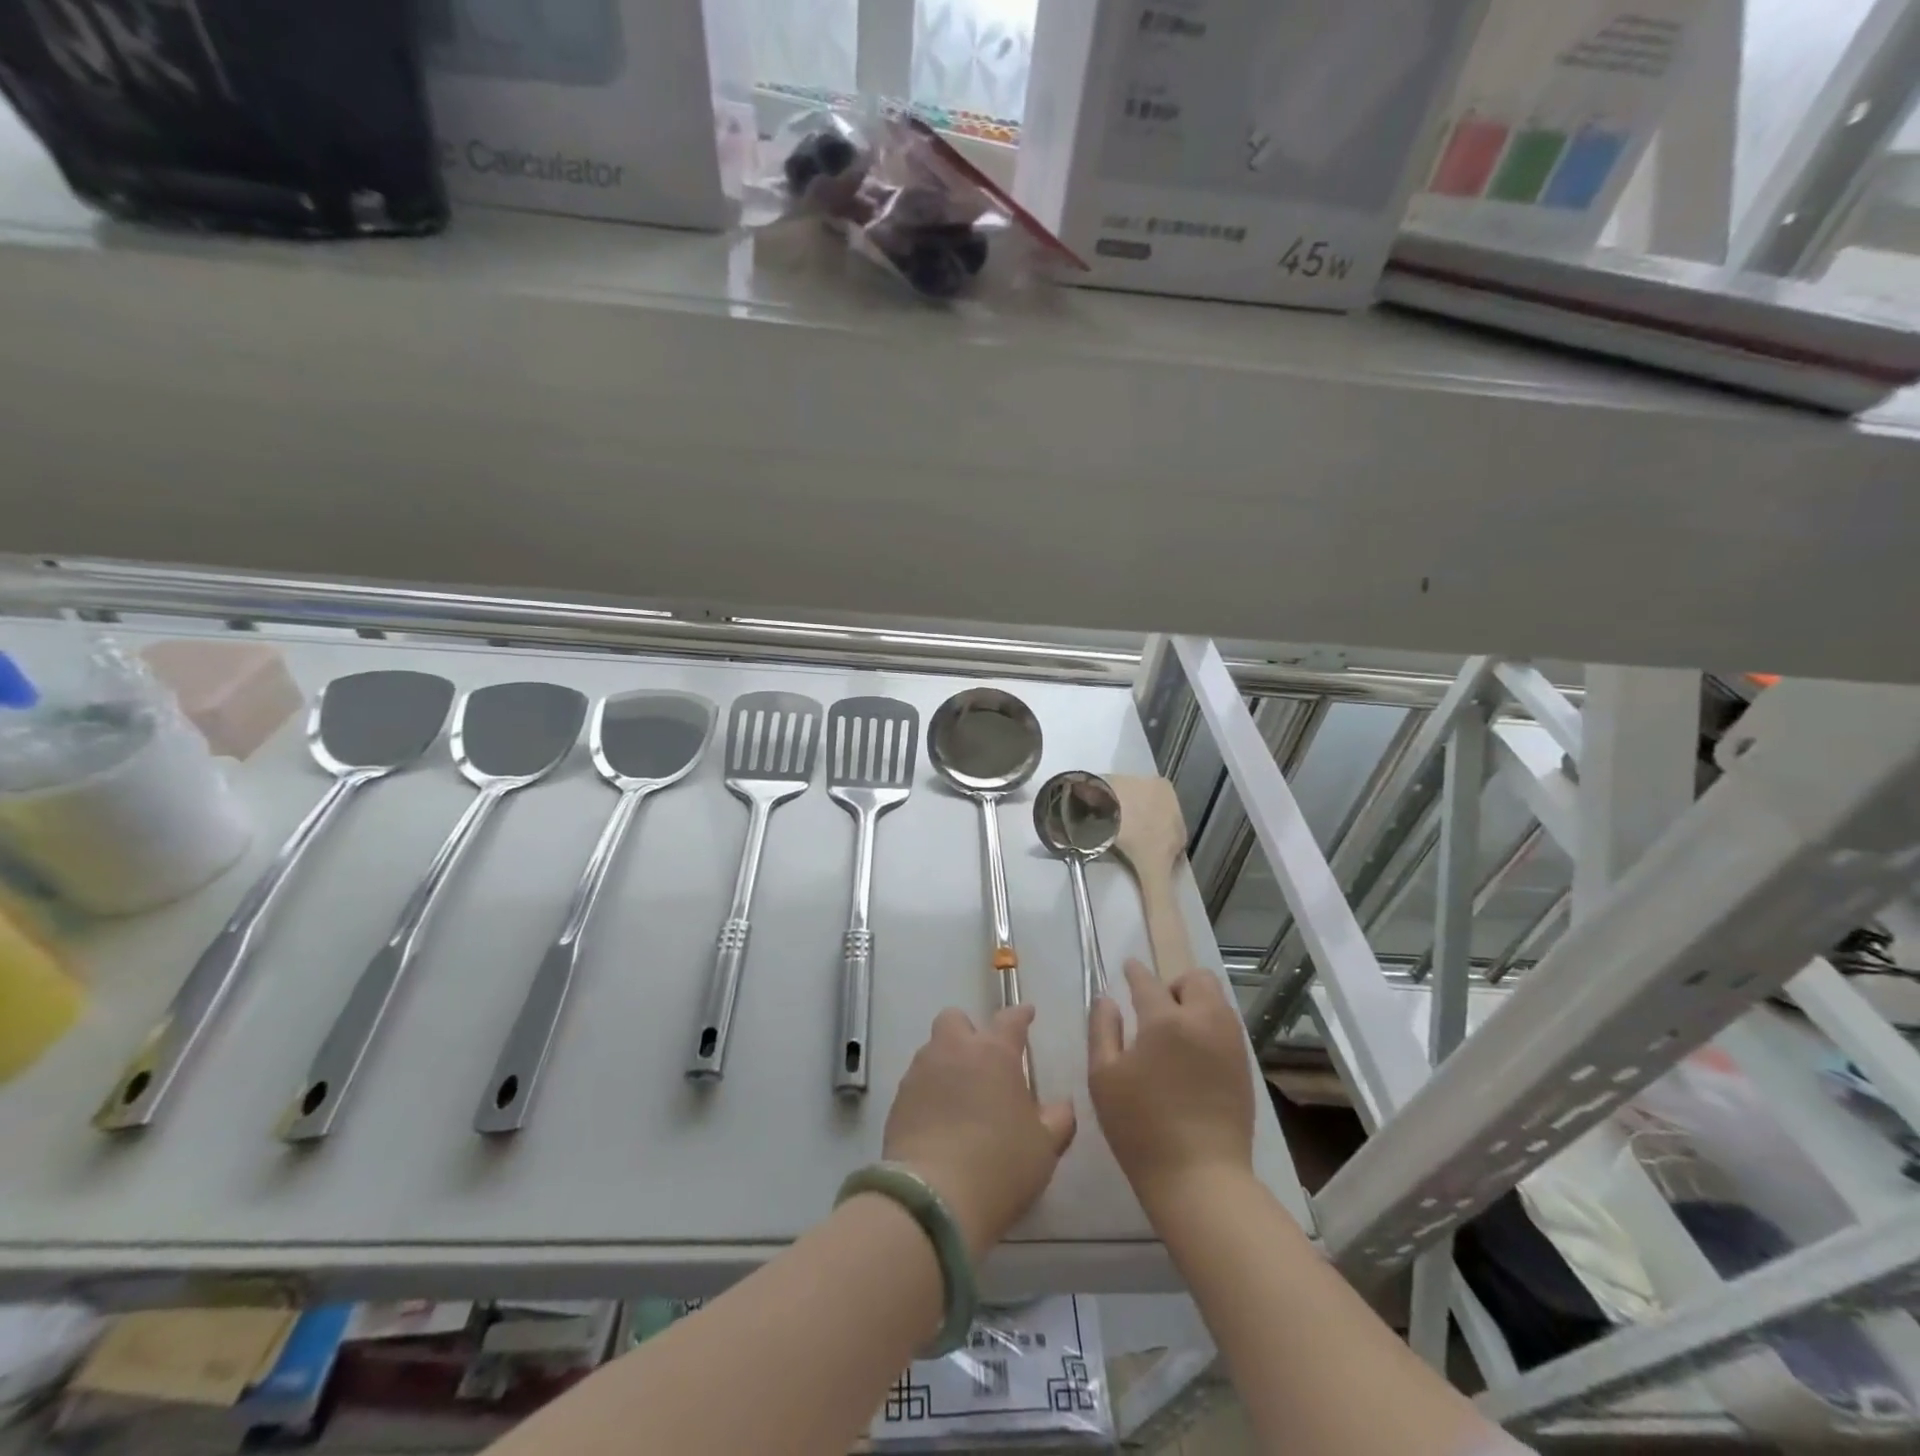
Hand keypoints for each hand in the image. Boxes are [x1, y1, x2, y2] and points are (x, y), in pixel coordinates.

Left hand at [883, 1005, 1075, 1257]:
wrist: (934, 1197)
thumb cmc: (1000, 1165)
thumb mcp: (1044, 1147)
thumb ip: (1057, 1119)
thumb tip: (1061, 1106)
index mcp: (994, 1053)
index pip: (1010, 1019)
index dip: (1021, 1015)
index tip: (1027, 1014)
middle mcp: (954, 1050)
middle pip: (955, 1019)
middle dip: (968, 1031)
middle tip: (982, 1060)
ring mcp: (921, 1072)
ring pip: (932, 1049)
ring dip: (946, 1062)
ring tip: (959, 1095)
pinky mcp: (898, 1100)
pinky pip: (917, 1083)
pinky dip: (928, 1092)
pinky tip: (938, 1120)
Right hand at [1090, 961, 1254, 1212]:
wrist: (1200, 1179)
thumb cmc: (1141, 1128)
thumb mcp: (1104, 1077)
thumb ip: (1102, 1030)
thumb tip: (1107, 1000)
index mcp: (1165, 1020)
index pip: (1147, 981)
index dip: (1135, 972)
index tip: (1128, 968)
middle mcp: (1204, 1021)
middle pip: (1196, 979)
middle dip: (1174, 984)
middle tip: (1156, 1011)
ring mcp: (1230, 1044)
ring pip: (1216, 1001)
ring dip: (1195, 1004)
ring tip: (1175, 1034)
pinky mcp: (1245, 1067)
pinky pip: (1227, 1027)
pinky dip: (1209, 1027)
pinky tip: (1193, 1056)